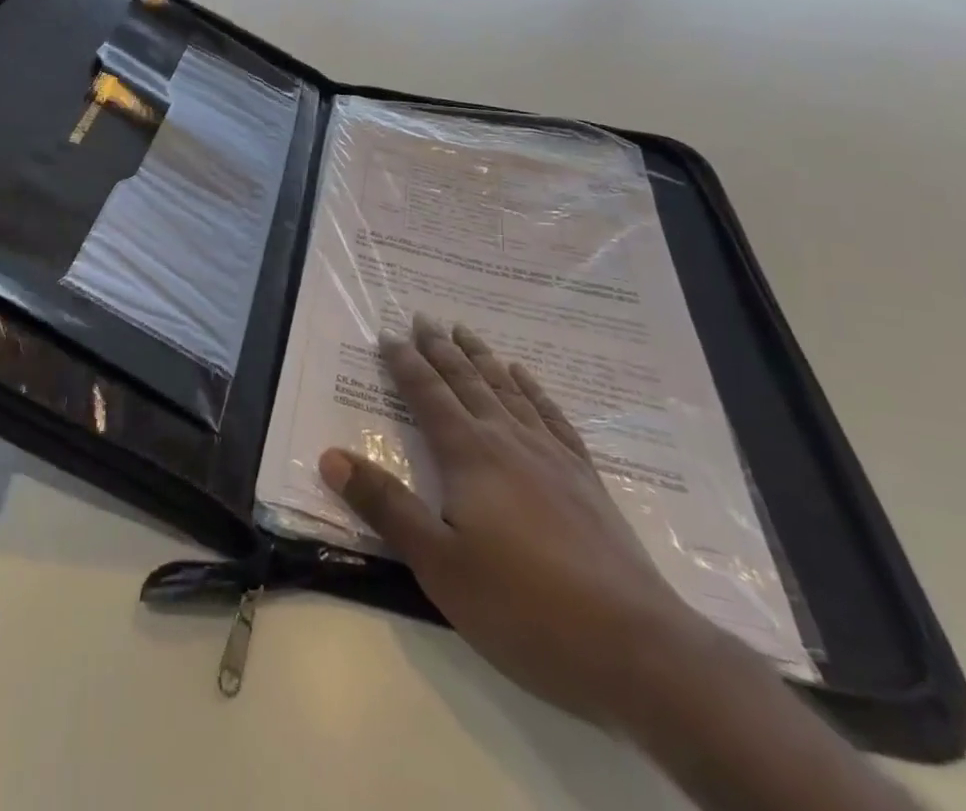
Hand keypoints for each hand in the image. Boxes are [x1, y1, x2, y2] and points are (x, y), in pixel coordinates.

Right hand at [319, 318, 711, 730]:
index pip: (428, 395)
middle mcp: (508, 440)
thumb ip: (385, 506)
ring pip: (508, 390)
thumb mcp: (438, 564)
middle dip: (441, 349)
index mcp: (469, 455)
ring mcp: (552, 456)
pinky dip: (534, 390)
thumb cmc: (523, 606)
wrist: (635, 647)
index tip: (387, 335)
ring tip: (466, 332)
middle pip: (466, 381)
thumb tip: (330, 456)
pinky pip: (552, 416)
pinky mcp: (585, 479)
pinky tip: (526, 379)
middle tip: (424, 318)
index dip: (405, 364)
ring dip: (483, 358)